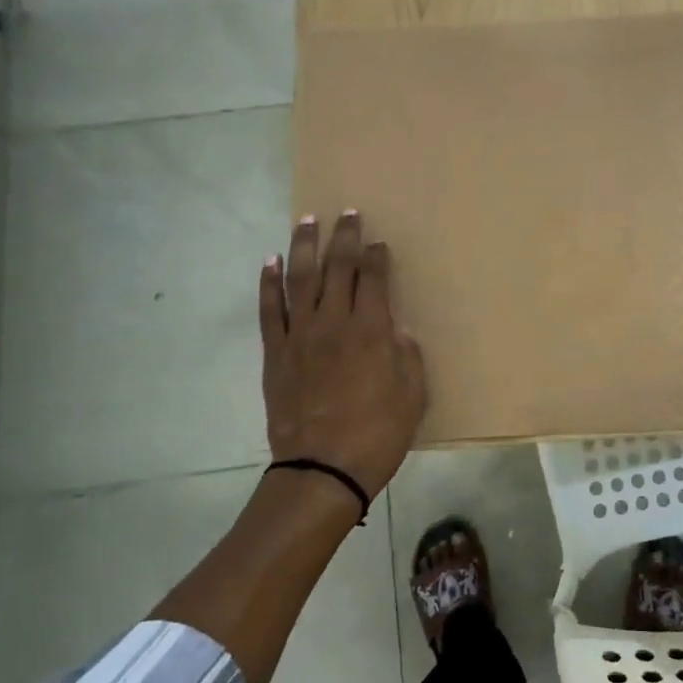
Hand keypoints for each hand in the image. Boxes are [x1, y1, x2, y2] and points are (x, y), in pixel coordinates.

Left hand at [260, 211, 426, 498]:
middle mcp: (334, 322)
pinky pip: (269, 310)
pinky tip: (269, 262)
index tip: (379, 242)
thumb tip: (396, 331)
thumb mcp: (413, 395)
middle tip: (347, 213)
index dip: (377, 256)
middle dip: (344, 237)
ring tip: (306, 220)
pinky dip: (268, 283)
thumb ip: (407, 355)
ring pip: (300, 279)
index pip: (374, 278)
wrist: (323, 468)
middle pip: (338, 268)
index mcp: (371, 330)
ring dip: (303, 246)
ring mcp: (300, 335)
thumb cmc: (377, 434)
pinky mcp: (276, 353)